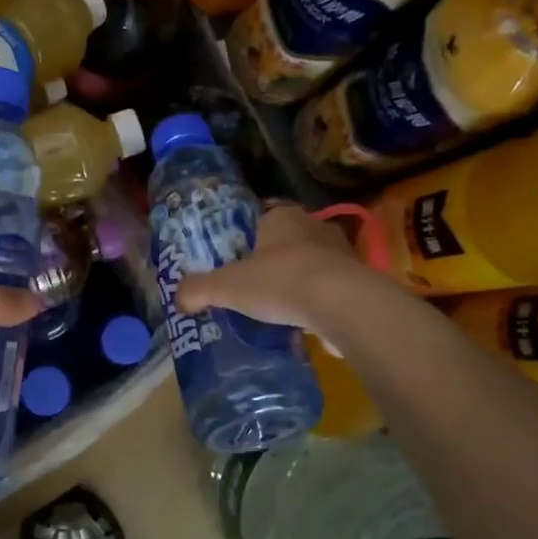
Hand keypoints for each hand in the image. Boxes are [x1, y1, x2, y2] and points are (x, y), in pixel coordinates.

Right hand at [173, 204, 365, 332]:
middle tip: (252, 286)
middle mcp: (314, 225)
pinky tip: (304, 322)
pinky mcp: (359, 280)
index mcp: (281, 216)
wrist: (342, 304)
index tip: (236, 260)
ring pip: (311, 263)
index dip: (246, 238)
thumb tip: (178, 299)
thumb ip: (198, 290)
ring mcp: (341, 252)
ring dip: (298, 281)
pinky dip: (318, 301)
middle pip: (286, 241)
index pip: (260, 218)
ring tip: (278, 307)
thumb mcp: (226, 286)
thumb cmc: (279, 281)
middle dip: (272, 261)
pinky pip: (331, 288)